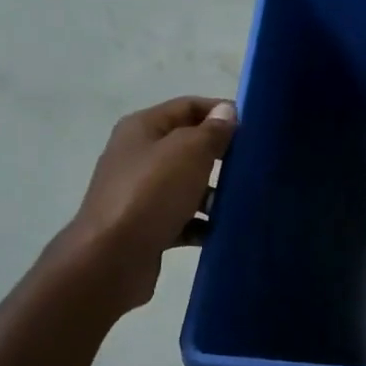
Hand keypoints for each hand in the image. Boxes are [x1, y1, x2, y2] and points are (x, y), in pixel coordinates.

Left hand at [63, 96, 236, 311]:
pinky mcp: (147, 227)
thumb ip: (211, 131)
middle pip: (188, 147)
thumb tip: (227, 112)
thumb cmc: (151, 194)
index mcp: (143, 128)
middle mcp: (138, 156)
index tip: (254, 130)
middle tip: (254, 167)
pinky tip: (223, 231)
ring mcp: (141, 194)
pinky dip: (202, 224)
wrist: (112, 258)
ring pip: (187, 186)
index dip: (220, 112)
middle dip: (220, 155)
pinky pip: (183, 220)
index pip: (187, 107)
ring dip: (214, 194)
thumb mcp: (188, 152)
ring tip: (243, 203)